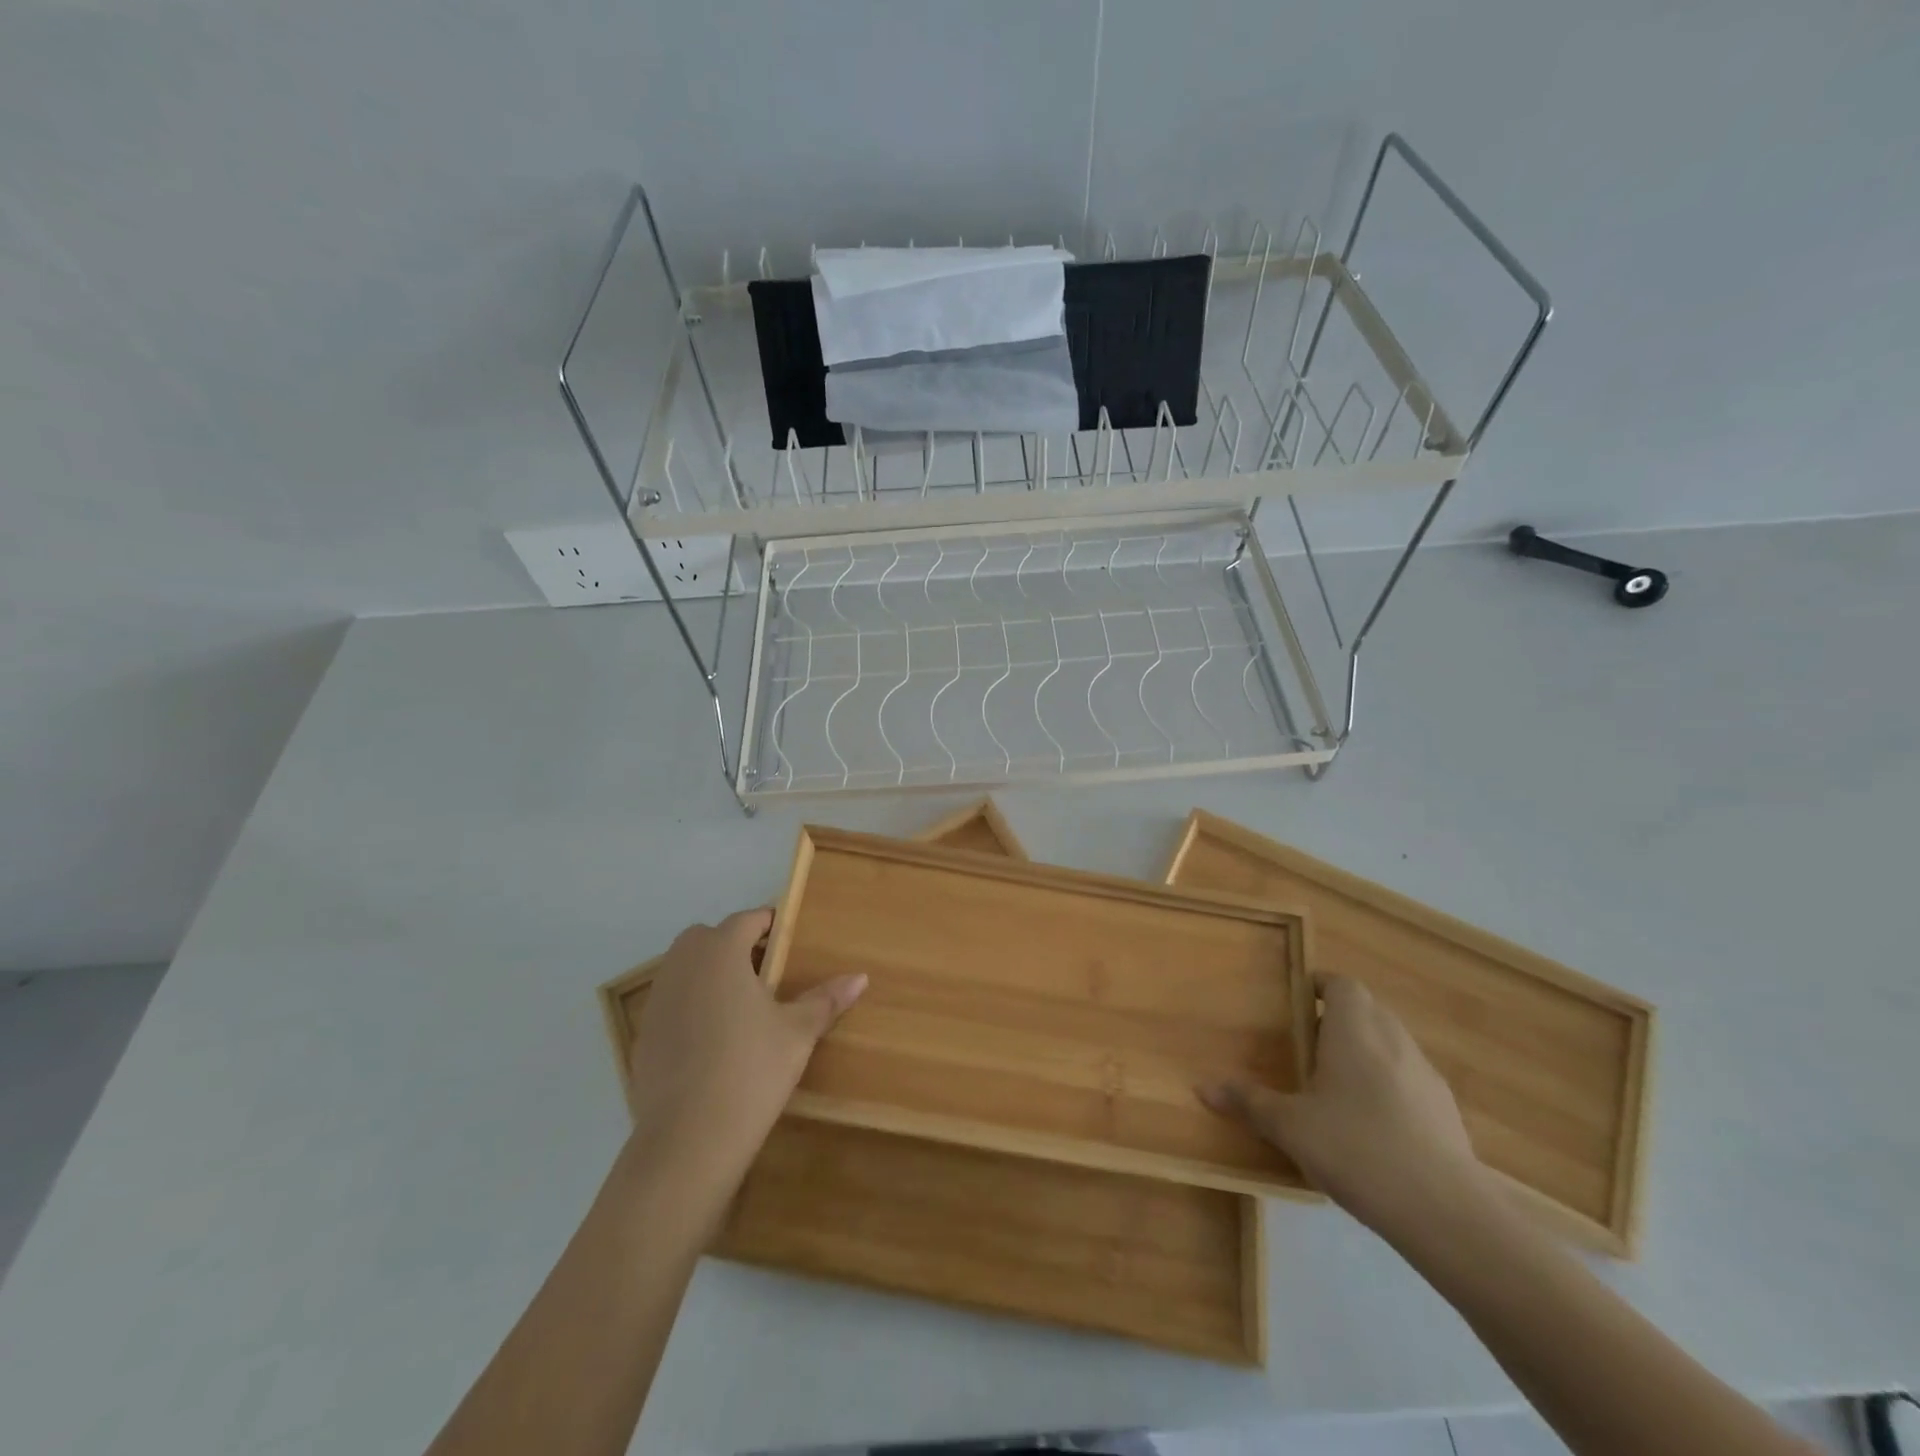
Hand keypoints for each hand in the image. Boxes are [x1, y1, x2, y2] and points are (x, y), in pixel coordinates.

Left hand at [625, 908, 865, 1191]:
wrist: (688, 1140)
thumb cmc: (751, 1070)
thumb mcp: (797, 1032)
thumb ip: (825, 999)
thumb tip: (860, 977)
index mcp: (720, 952)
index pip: (746, 920)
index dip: (770, 925)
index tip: (790, 940)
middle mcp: (683, 965)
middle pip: (709, 937)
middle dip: (735, 945)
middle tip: (768, 972)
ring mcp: (658, 1000)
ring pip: (686, 968)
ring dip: (711, 974)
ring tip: (743, 1005)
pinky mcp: (644, 1035)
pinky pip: (672, 1003)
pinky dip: (692, 1006)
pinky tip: (715, 1041)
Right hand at [1201, 973, 1486, 1237]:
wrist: (1445, 1211)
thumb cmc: (1356, 1147)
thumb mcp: (1290, 1126)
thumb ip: (1249, 1102)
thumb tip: (1202, 1088)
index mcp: (1354, 1029)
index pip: (1341, 984)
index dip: (1319, 987)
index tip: (1296, 1004)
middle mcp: (1393, 1039)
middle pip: (1367, 1010)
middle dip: (1338, 1020)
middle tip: (1307, 1045)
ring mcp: (1426, 1075)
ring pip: (1391, 1044)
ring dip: (1366, 1052)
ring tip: (1337, 1086)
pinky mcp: (1447, 1112)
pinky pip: (1409, 1080)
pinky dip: (1389, 1086)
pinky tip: (1373, 1125)